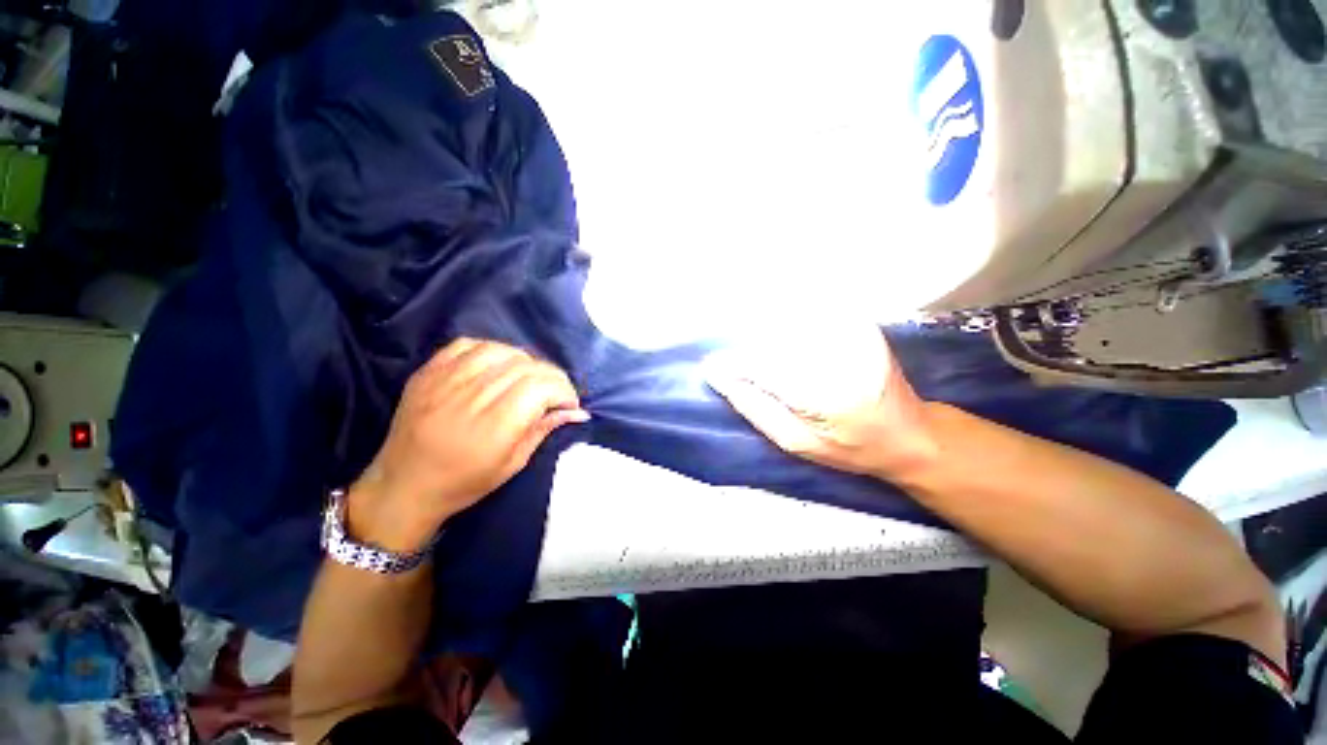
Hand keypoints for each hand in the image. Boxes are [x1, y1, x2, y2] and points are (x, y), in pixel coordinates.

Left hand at [348, 339, 587, 550]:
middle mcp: (471, 397)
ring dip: (525, 362)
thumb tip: (577, 411)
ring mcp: (445, 380)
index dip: (564, 390)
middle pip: (527, 366)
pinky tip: (497, 367)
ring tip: (527, 380)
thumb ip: (544, 430)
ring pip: (502, 350)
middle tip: (555, 395)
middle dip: (552, 377)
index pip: (542, 386)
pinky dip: (492, 350)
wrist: (402, 486)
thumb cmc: (463, 483)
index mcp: (494, 426)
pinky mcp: (428, 372)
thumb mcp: (513, 464)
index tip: (569, 405)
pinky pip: (468, 344)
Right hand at [706, 331, 937, 480]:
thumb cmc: (850, 447)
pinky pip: (808, 313)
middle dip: (748, 345)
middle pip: (773, 336)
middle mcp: (840, 355)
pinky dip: (787, 323)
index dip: (733, 364)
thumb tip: (718, 374)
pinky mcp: (857, 322)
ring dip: (765, 330)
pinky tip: (784, 340)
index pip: (762, 366)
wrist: (909, 433)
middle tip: (735, 361)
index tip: (713, 367)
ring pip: (788, 319)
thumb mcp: (794, 441)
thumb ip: (754, 406)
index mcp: (826, 395)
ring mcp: (852, 332)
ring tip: (760, 352)